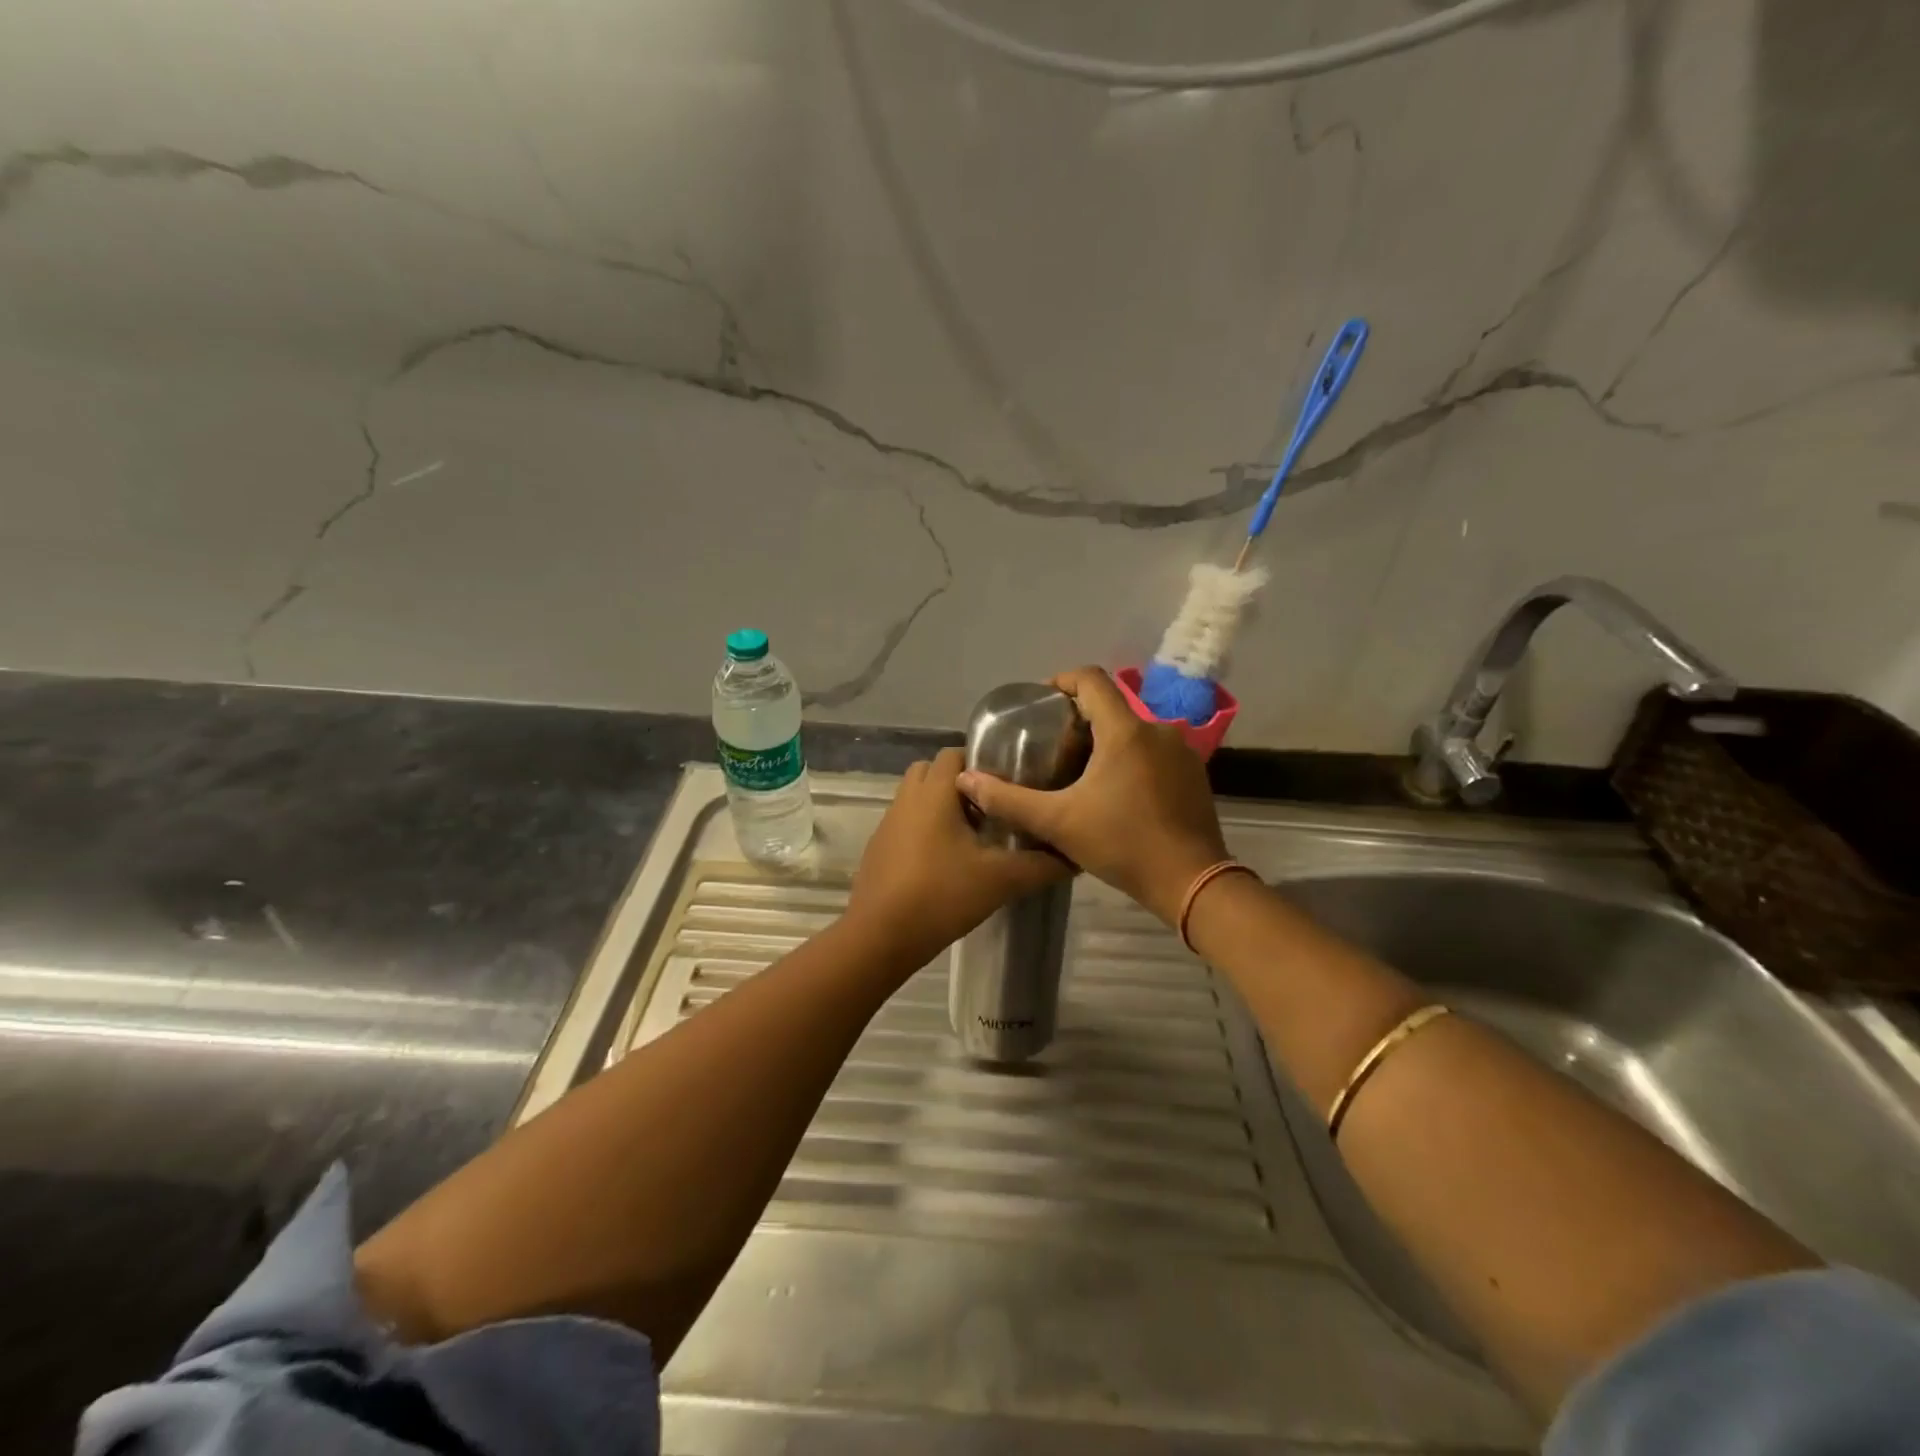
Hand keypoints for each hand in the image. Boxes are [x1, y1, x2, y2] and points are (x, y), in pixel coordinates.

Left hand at [846, 748, 1067, 968]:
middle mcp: (907, 799)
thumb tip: (1074, 857)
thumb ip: (1041, 865)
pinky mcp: (878, 849)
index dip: (982, 763)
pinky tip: (945, 863)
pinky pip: (905, 824)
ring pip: (916, 798)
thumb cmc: (941, 895)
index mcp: (934, 793)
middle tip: (990, 809)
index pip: (954, 753)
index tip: (1008, 785)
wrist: (880, 936)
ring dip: (941, 807)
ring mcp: (887, 823)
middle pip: (932, 771)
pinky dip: (924, 830)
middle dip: (960, 783)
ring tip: (971, 837)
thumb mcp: (1000, 880)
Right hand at [957, 667, 1227, 925]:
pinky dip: (1130, 759)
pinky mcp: (1194, 773)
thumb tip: (966, 779)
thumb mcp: (1057, 823)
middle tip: (1051, 746)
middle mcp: (1157, 730)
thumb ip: (1008, 800)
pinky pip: (1154, 751)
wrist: (1191, 882)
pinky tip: (1116, 792)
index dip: (1062, 681)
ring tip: (1079, 771)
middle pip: (1111, 706)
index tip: (1041, 703)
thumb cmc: (1122, 845)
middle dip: (1080, 719)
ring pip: (1134, 731)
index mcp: (1125, 731)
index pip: (1091, 679)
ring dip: (1106, 741)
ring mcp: (1181, 751)